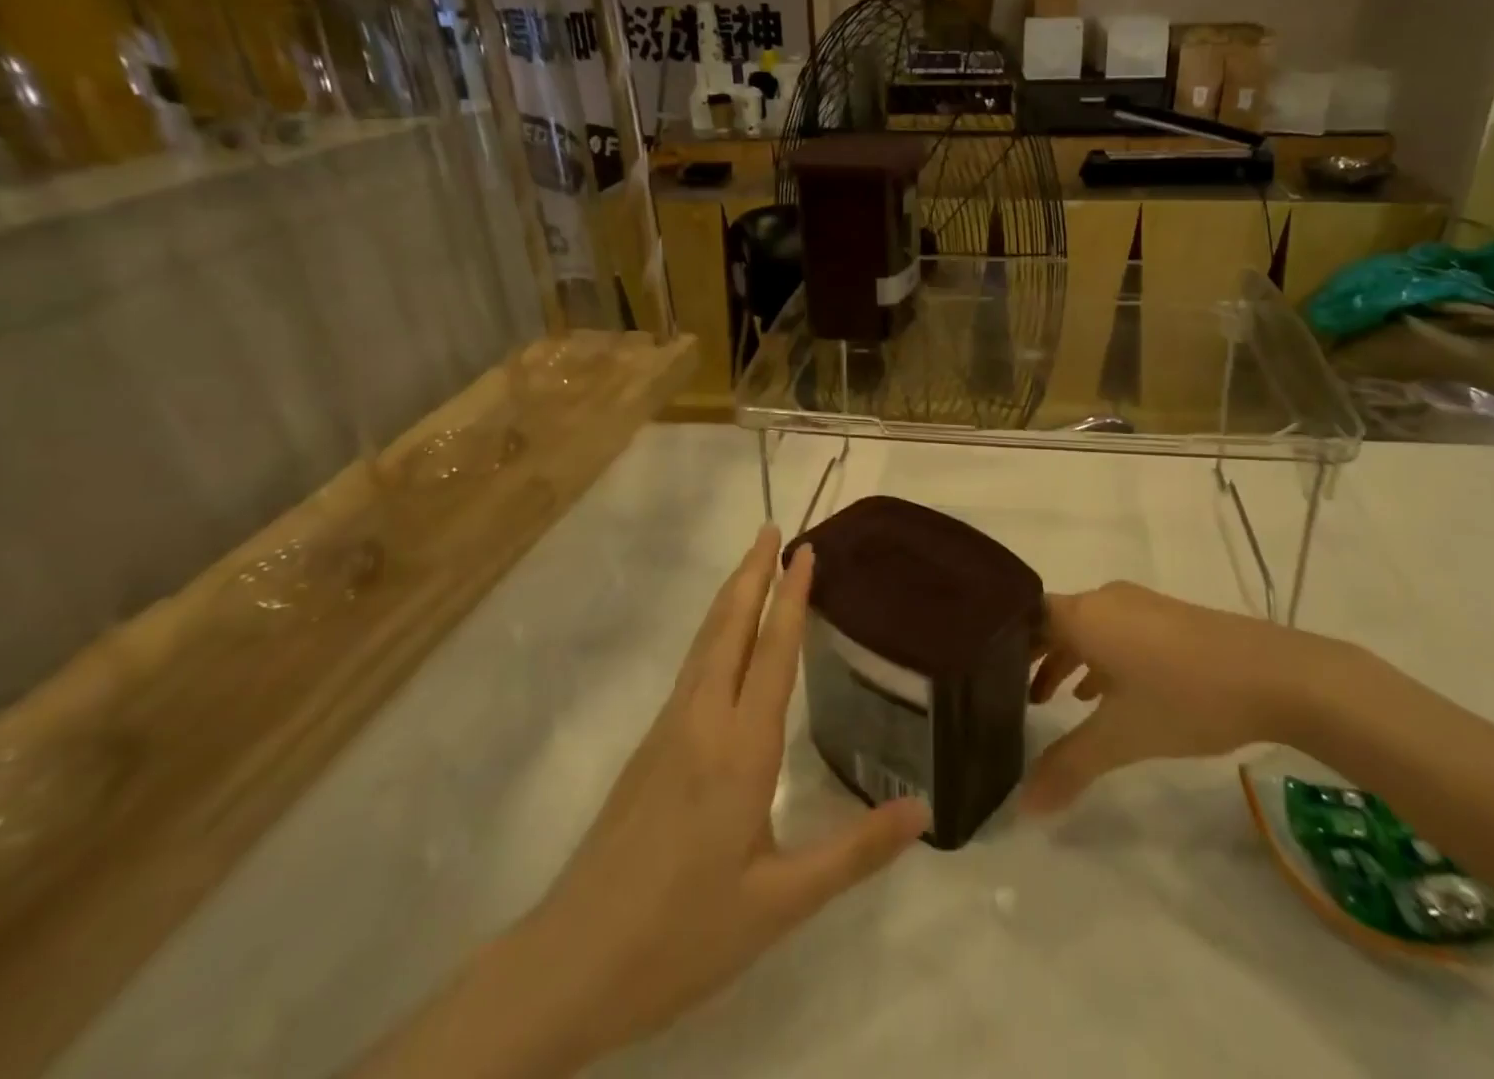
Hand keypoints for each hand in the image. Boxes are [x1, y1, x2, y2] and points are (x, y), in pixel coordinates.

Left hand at [531, 526, 929, 1060]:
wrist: (569, 964)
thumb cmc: (683, 933)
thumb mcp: (781, 904)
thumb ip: (855, 852)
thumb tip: (923, 810)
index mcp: (740, 749)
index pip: (773, 652)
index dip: (792, 597)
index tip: (806, 550)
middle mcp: (702, 722)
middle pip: (729, 628)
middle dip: (752, 574)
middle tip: (772, 529)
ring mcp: (667, 731)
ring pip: (704, 644)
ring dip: (730, 597)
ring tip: (752, 565)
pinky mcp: (648, 749)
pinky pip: (691, 669)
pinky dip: (714, 632)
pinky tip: (720, 642)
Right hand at [1023, 581, 1332, 814]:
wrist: (1275, 675)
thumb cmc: (1184, 697)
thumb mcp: (1122, 737)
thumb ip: (1069, 767)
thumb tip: (1023, 807)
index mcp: (1083, 614)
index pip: (1024, 615)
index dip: (1000, 641)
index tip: (979, 672)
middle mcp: (1104, 599)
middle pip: (1052, 621)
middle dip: (1029, 656)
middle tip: (1005, 693)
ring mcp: (1138, 605)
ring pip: (1085, 627)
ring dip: (1064, 659)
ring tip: (1048, 700)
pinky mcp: (1166, 618)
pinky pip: (1112, 630)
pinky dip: (1097, 657)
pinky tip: (1103, 693)